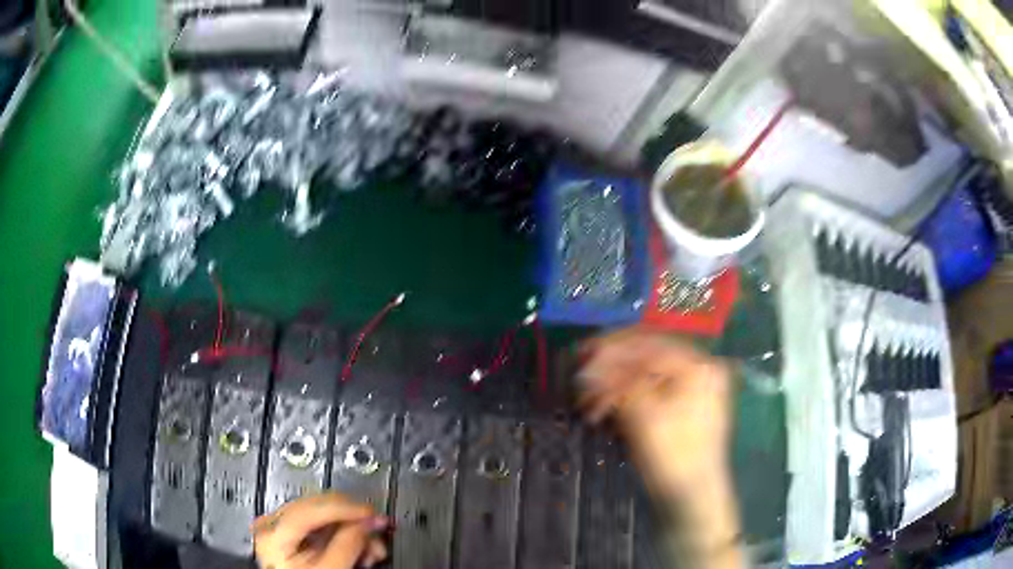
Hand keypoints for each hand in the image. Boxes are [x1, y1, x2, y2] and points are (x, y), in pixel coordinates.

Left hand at [252, 493, 388, 568]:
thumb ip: (347, 546)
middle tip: (378, 531)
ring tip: (371, 548)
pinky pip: (319, 524)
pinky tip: (357, 548)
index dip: (347, 508)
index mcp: (273, 533)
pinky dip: (342, 534)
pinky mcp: (289, 534)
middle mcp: (271, 523)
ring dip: (353, 528)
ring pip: (324, 515)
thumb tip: (368, 522)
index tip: (373, 513)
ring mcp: (278, 527)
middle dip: (355, 521)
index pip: (313, 507)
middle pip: (320, 508)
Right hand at [578, 328, 742, 568]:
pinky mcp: (680, 408)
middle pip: (646, 356)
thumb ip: (616, 383)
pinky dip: (624, 399)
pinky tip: (604, 411)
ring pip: (644, 376)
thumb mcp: (644, 415)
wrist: (691, 497)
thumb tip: (587, 367)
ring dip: (613, 386)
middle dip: (610, 367)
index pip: (649, 343)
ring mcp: (691, 390)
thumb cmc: (673, 455)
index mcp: (698, 365)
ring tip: (588, 403)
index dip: (611, 347)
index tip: (581, 354)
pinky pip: (649, 393)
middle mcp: (698, 370)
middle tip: (580, 376)